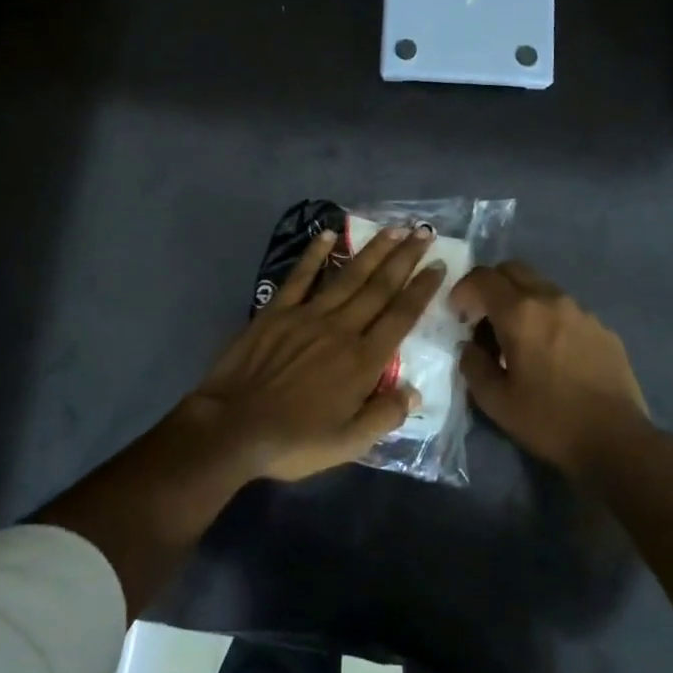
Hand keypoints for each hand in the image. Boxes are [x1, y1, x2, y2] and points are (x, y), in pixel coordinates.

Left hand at [186, 223, 446, 481]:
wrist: (233, 429)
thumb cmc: (294, 441)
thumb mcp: (348, 444)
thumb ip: (385, 416)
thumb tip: (416, 392)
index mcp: (363, 361)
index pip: (401, 316)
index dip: (422, 289)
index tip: (439, 265)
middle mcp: (341, 329)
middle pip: (380, 288)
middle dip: (404, 258)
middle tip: (423, 232)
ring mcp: (307, 316)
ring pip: (348, 276)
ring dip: (372, 250)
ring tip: (393, 228)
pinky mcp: (276, 312)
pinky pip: (300, 277)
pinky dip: (314, 254)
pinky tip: (328, 234)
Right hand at [451, 262, 653, 479]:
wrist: (616, 440)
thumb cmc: (548, 420)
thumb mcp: (495, 401)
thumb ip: (473, 365)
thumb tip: (470, 345)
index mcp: (521, 313)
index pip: (483, 278)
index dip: (463, 289)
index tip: (457, 314)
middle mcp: (552, 300)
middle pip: (513, 270)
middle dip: (491, 286)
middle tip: (482, 318)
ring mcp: (582, 311)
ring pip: (541, 288)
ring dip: (520, 301)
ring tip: (517, 338)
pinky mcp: (602, 327)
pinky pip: (565, 309)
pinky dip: (547, 317)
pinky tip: (550, 352)